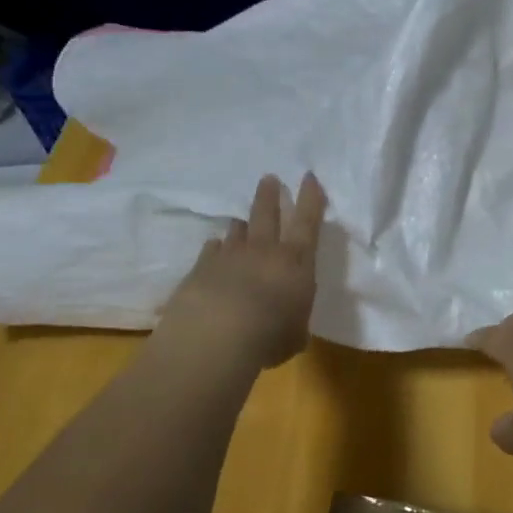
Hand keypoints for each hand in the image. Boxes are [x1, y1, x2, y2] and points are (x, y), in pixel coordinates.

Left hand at [160, 174, 326, 368]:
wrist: (216, 335)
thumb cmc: (270, 335)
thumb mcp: (295, 334)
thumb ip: (294, 322)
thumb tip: (288, 324)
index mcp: (296, 263)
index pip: (308, 222)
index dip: (311, 198)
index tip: (309, 177)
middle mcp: (264, 251)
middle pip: (267, 214)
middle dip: (270, 195)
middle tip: (269, 178)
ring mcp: (229, 256)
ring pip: (237, 231)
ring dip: (242, 225)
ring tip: (241, 220)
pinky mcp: (201, 268)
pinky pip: (211, 251)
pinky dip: (215, 250)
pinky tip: (214, 250)